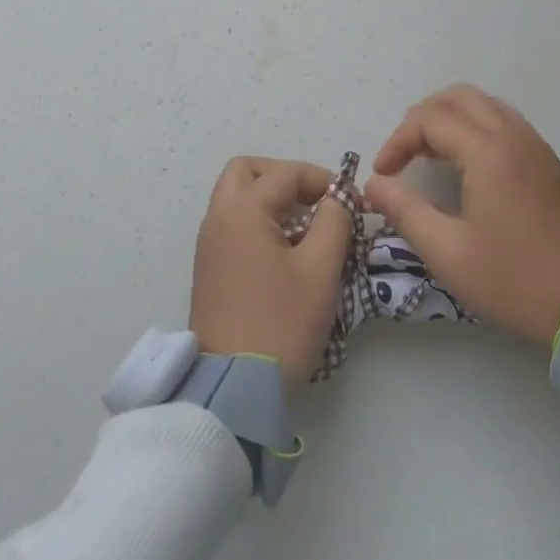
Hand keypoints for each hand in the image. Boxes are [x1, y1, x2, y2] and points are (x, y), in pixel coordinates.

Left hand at [190, 157, 351, 387]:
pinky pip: (233, 225)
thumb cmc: (281, 322)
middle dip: (284, 177)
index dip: (322, 180)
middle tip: (315, 201)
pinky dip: (259, 222)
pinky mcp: (209, 268)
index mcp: (242, 211)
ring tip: (307, 229)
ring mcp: (209, 244)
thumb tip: (337, 198)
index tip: (351, 203)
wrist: (233, 387)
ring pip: (237, 198)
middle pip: (247, 172)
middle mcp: (218, 218)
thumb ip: (334, 221)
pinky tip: (287, 252)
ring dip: (271, 200)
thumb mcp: (320, 269)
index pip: (285, 173)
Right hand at [365, 86, 559, 347]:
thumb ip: (405, 212)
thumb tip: (373, 185)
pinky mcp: (547, 160)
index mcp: (488, 151)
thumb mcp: (448, 253)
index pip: (429, 120)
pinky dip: (474, 127)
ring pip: (483, 105)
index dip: (397, 141)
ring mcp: (534, 145)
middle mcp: (512, 135)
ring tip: (428, 156)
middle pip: (457, 97)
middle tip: (403, 156)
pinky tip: (464, 164)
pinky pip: (502, 121)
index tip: (383, 175)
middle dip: (421, 119)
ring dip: (448, 119)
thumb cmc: (515, 279)